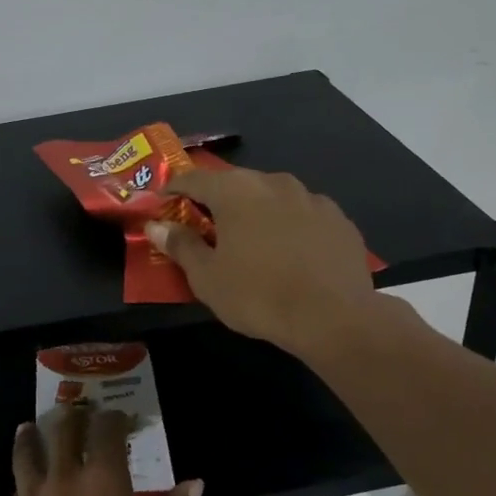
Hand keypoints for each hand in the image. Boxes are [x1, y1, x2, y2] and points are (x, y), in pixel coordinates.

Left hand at [3, 408, 199, 495]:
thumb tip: (193, 483)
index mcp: (104, 479)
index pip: (106, 427)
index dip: (114, 417)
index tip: (120, 419)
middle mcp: (65, 477)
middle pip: (64, 428)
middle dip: (74, 417)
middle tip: (80, 416)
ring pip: (27, 451)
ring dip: (33, 435)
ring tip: (32, 428)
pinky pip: (17, 489)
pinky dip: (24, 479)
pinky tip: (28, 484)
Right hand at [146, 167, 380, 359]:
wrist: (334, 317)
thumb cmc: (258, 295)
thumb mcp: (207, 277)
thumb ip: (180, 245)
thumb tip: (156, 225)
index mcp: (235, 191)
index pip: (194, 178)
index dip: (174, 188)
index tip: (163, 202)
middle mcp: (273, 182)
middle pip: (235, 183)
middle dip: (217, 201)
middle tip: (206, 227)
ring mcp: (311, 197)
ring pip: (272, 196)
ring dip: (256, 211)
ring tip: (252, 241)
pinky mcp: (339, 218)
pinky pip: (303, 214)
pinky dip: (290, 225)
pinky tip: (291, 253)